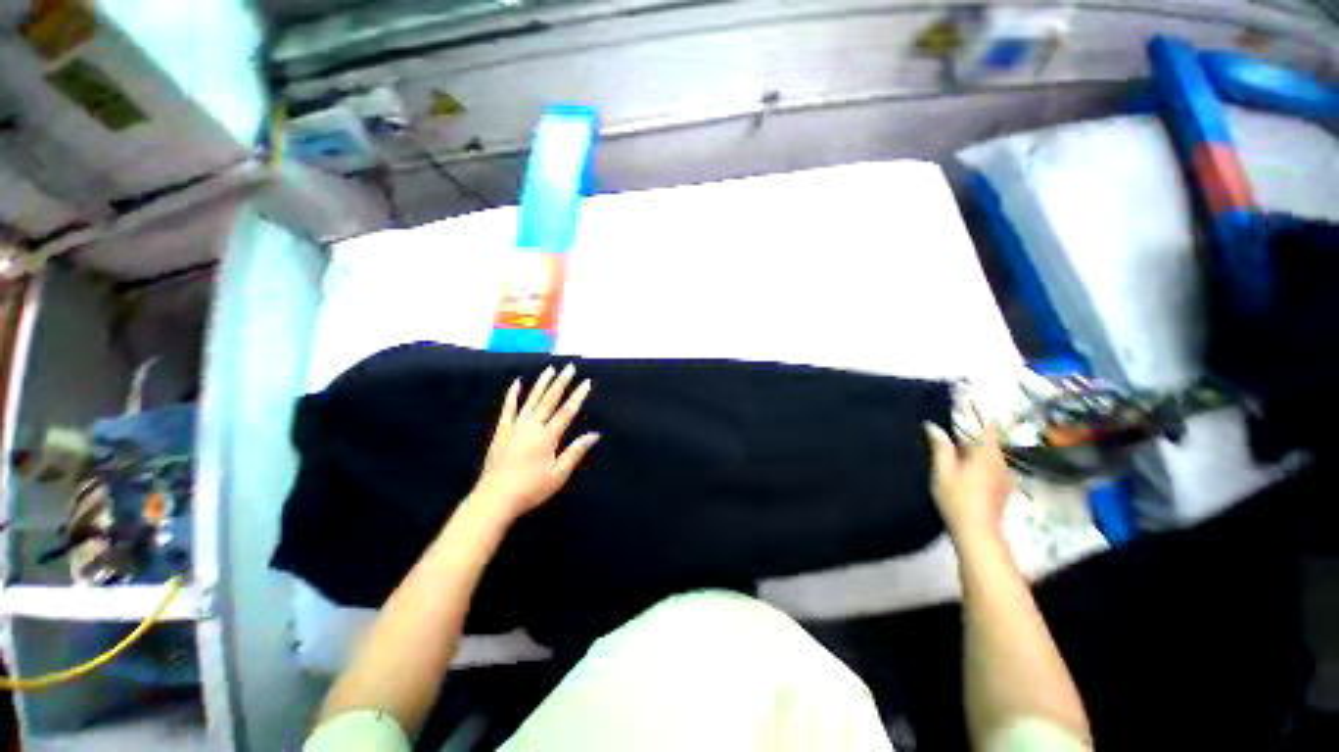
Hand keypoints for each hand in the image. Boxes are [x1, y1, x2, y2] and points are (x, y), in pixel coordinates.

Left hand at [470, 365, 599, 523]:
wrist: (495, 498)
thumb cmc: (531, 488)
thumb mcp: (559, 474)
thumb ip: (576, 452)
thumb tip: (594, 434)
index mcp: (547, 436)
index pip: (567, 411)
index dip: (578, 396)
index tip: (586, 382)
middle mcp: (532, 426)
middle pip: (549, 400)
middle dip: (561, 382)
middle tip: (570, 368)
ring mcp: (515, 426)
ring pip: (531, 400)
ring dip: (541, 383)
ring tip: (550, 369)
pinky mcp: (502, 431)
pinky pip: (508, 408)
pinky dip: (513, 395)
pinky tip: (517, 383)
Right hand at [925, 421, 1012, 539]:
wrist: (978, 532)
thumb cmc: (958, 498)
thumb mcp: (943, 471)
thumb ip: (941, 447)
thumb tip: (933, 426)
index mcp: (987, 455)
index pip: (988, 426)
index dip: (980, 412)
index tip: (969, 400)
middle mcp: (1001, 463)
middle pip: (989, 440)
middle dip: (974, 429)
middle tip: (955, 421)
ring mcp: (1004, 477)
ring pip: (989, 454)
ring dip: (975, 445)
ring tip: (957, 442)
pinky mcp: (1002, 489)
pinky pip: (991, 466)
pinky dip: (979, 459)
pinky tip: (966, 465)